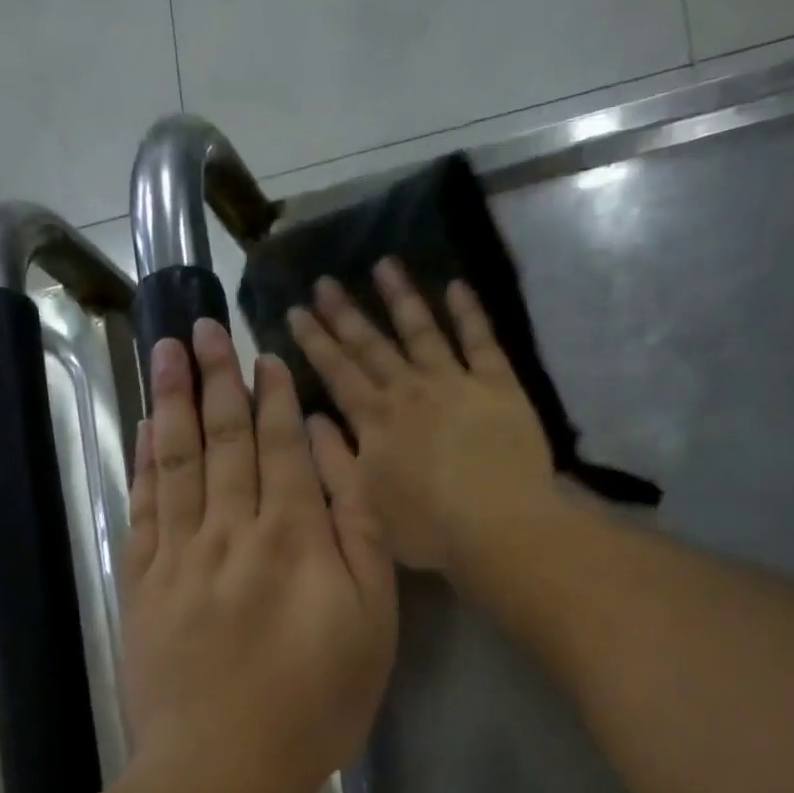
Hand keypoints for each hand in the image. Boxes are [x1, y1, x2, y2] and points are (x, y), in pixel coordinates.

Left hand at [121, 321, 395, 792]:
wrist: (225, 765)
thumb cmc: (317, 700)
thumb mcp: (373, 619)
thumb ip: (357, 527)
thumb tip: (330, 452)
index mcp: (294, 535)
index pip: (281, 447)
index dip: (272, 398)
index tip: (262, 355)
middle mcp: (232, 529)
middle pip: (225, 439)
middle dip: (216, 378)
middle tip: (203, 326)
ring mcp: (180, 555)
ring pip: (177, 460)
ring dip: (174, 401)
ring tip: (167, 350)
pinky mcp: (143, 584)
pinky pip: (143, 507)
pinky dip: (144, 462)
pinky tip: (147, 428)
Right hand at [286, 259, 554, 571]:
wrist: (496, 526)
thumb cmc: (427, 527)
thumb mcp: (365, 505)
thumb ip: (335, 460)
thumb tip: (311, 418)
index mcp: (375, 421)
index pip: (338, 373)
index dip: (315, 342)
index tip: (295, 311)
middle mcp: (409, 391)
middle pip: (372, 346)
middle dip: (345, 313)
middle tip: (325, 281)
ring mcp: (455, 383)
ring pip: (422, 331)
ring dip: (400, 298)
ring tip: (384, 265)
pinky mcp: (498, 385)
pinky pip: (481, 340)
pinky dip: (468, 311)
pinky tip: (456, 285)